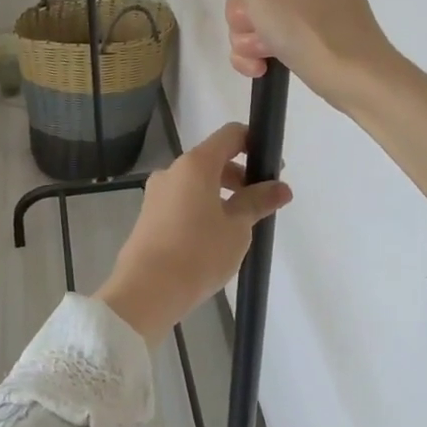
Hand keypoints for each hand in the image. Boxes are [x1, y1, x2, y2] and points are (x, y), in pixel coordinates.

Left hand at [95, 123, 292, 346]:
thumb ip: (258, 202)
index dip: (254, 143)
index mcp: (195, 165)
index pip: (230, 135)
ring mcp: (157, 193)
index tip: (272, 167)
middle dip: (241, 175)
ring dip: (222, 194)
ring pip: (197, 182)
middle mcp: (173, 171)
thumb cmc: (198, 253)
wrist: (145, 291)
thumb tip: (281, 187)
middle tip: (263, 202)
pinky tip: (215, 238)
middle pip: (213, 159)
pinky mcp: (149, 215)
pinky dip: (203, 207)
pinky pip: (183, 200)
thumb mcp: (237, 228)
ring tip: (242, 226)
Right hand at [218, 0, 426, 198]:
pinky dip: (263, 47)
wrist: (350, 75)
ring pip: (261, 8)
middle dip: (247, 11)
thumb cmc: (303, 20)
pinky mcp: (317, 26)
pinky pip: (275, 29)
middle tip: (257, 25)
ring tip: (263, 51)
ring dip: (251, 33)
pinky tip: (261, 65)